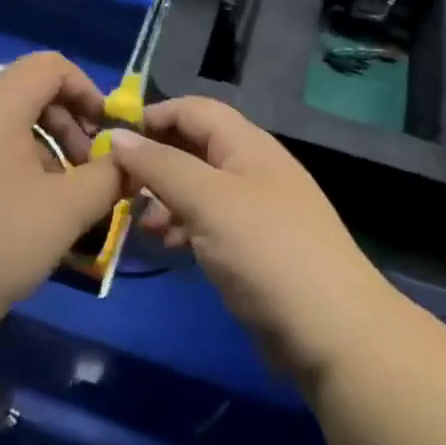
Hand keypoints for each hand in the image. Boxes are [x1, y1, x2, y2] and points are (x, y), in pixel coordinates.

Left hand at [0, 53, 127, 347]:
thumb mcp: (67, 210)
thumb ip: (109, 176)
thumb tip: (130, 162)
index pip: (50, 66)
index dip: (88, 91)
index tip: (108, 134)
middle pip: (27, 91)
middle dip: (68, 124)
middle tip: (88, 170)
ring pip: (5, 123)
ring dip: (43, 148)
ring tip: (60, 197)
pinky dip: (12, 164)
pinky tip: (22, 213)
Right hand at [109, 98, 397, 390]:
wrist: (333, 334)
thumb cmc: (266, 251)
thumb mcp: (207, 200)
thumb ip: (160, 165)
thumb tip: (117, 135)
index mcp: (247, 145)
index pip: (193, 110)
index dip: (153, 116)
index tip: (112, 139)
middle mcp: (251, 169)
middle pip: (193, 147)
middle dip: (154, 161)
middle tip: (117, 186)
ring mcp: (254, 210)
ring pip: (197, 187)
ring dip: (164, 197)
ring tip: (139, 223)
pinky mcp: (253, 248)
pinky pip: (208, 222)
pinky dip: (183, 226)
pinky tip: (167, 245)